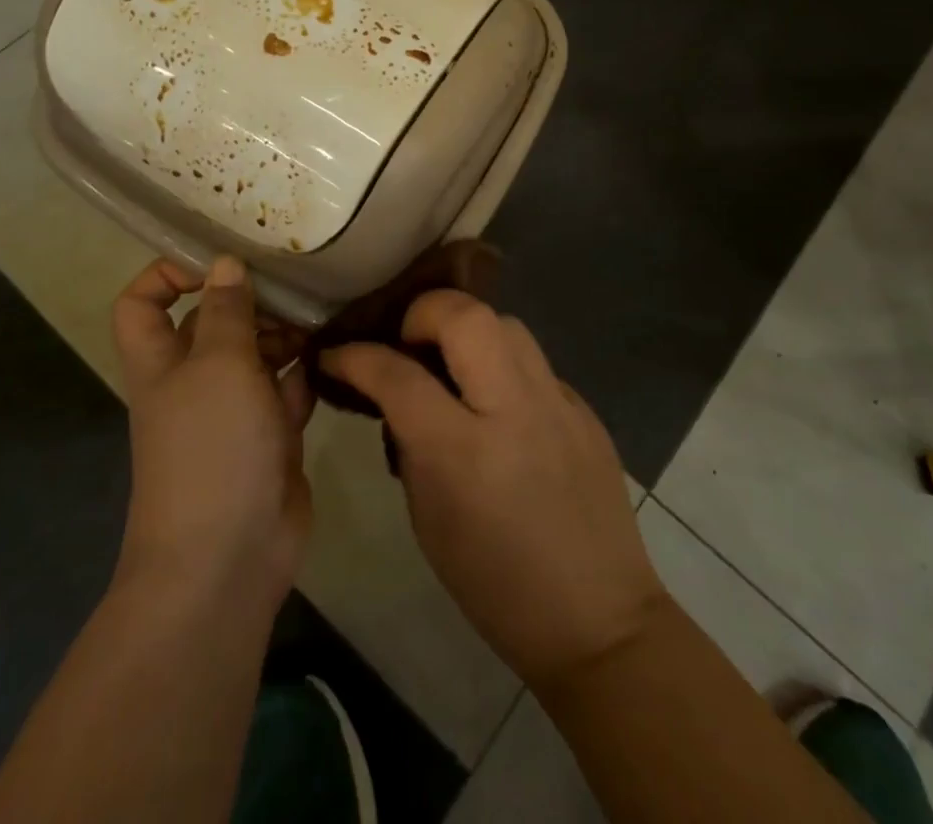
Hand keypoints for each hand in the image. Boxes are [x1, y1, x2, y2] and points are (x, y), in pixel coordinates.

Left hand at [111, 256, 313, 613]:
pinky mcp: (268, 437)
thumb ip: (226, 311)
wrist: (228, 556)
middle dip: (250, 303)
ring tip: (319, 322)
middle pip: (213, 323)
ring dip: (284, 337)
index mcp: (162, 361)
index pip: (142, 302)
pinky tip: (325, 366)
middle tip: (294, 289)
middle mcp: (192, 380)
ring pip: (255, 355)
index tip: (218, 262)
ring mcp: (232, 411)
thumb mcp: (219, 363)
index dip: (169, 273)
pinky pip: (284, 392)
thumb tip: (224, 263)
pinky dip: (301, 378)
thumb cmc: (212, 446)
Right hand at [320, 295, 665, 690]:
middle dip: (423, 312)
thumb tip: (395, 392)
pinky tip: (498, 403)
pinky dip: (504, 366)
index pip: (397, 375)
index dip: (355, 356)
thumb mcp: (428, 518)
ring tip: (453, 366)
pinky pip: (534, 362)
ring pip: (506, 323)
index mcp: (464, 452)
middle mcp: (515, 410)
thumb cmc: (495, 584)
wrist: (598, 620)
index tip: (335, 355)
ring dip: (468, 331)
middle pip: (465, 315)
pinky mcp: (585, 408)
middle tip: (407, 343)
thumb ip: (410, 441)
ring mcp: (558, 403)